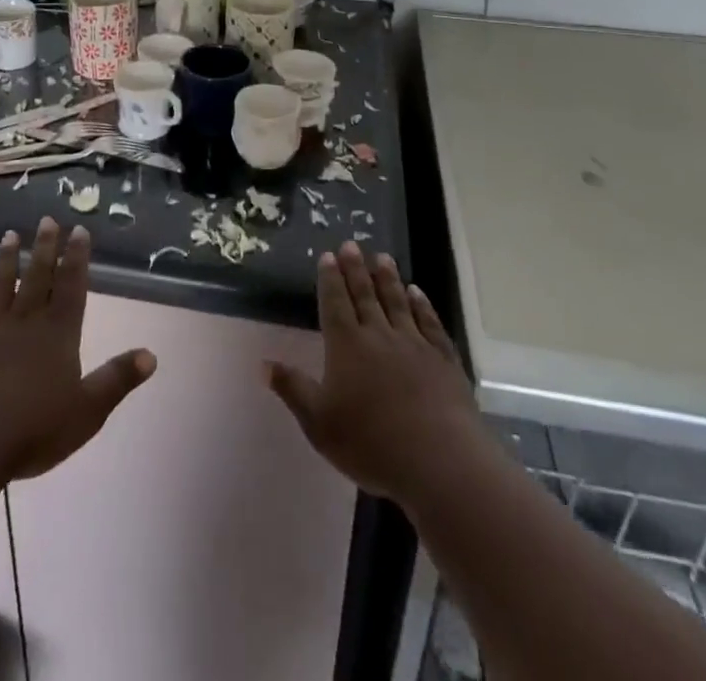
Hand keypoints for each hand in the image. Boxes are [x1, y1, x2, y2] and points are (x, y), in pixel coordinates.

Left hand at [0, 218, 155, 481]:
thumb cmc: (33, 430)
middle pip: (37, 277)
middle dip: (45, 247)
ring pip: (0, 283)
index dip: (76, 258)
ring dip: (7, 258)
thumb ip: (117, 379)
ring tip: (11, 235)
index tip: (78, 230)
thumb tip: (151, 354)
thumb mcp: (87, 411)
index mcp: (58, 334)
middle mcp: (25, 321)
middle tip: (47, 219)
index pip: (71, 286)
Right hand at [265, 242, 480, 506]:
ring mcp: (414, 344)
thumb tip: (262, 363)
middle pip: (365, 295)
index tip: (328, 255)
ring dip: (388, 278)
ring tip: (382, 257)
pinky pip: (429, 323)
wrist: (439, 460)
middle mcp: (379, 335)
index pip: (335, 302)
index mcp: (347, 345)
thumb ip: (292, 389)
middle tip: (352, 244)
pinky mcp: (443, 359)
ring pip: (397, 302)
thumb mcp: (319, 423)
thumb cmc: (371, 443)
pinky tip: (417, 293)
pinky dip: (422, 305)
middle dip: (356, 269)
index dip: (330, 278)